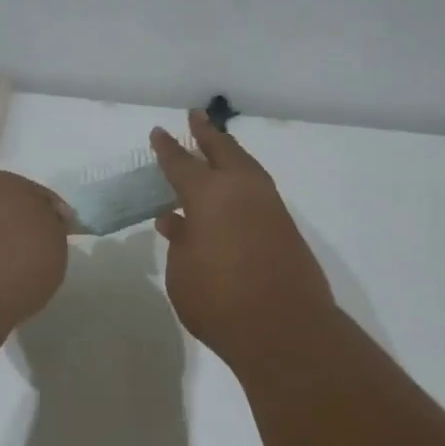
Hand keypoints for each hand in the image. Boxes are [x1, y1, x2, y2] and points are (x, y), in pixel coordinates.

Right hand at [151, 111, 335, 364]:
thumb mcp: (182, 272)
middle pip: (223, 152)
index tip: (158, 132)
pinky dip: (242, 183)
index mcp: (209, 195)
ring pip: (247, 168)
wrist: (284, 329)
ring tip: (218, 149)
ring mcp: (270, 207)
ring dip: (230, 155)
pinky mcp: (286, 228)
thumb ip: (179, 241)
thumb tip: (177, 221)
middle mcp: (243, 191)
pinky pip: (258, 192)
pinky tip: (233, 196)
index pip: (182, 163)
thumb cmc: (218, 300)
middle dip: (207, 134)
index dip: (167, 149)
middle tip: (196, 116)